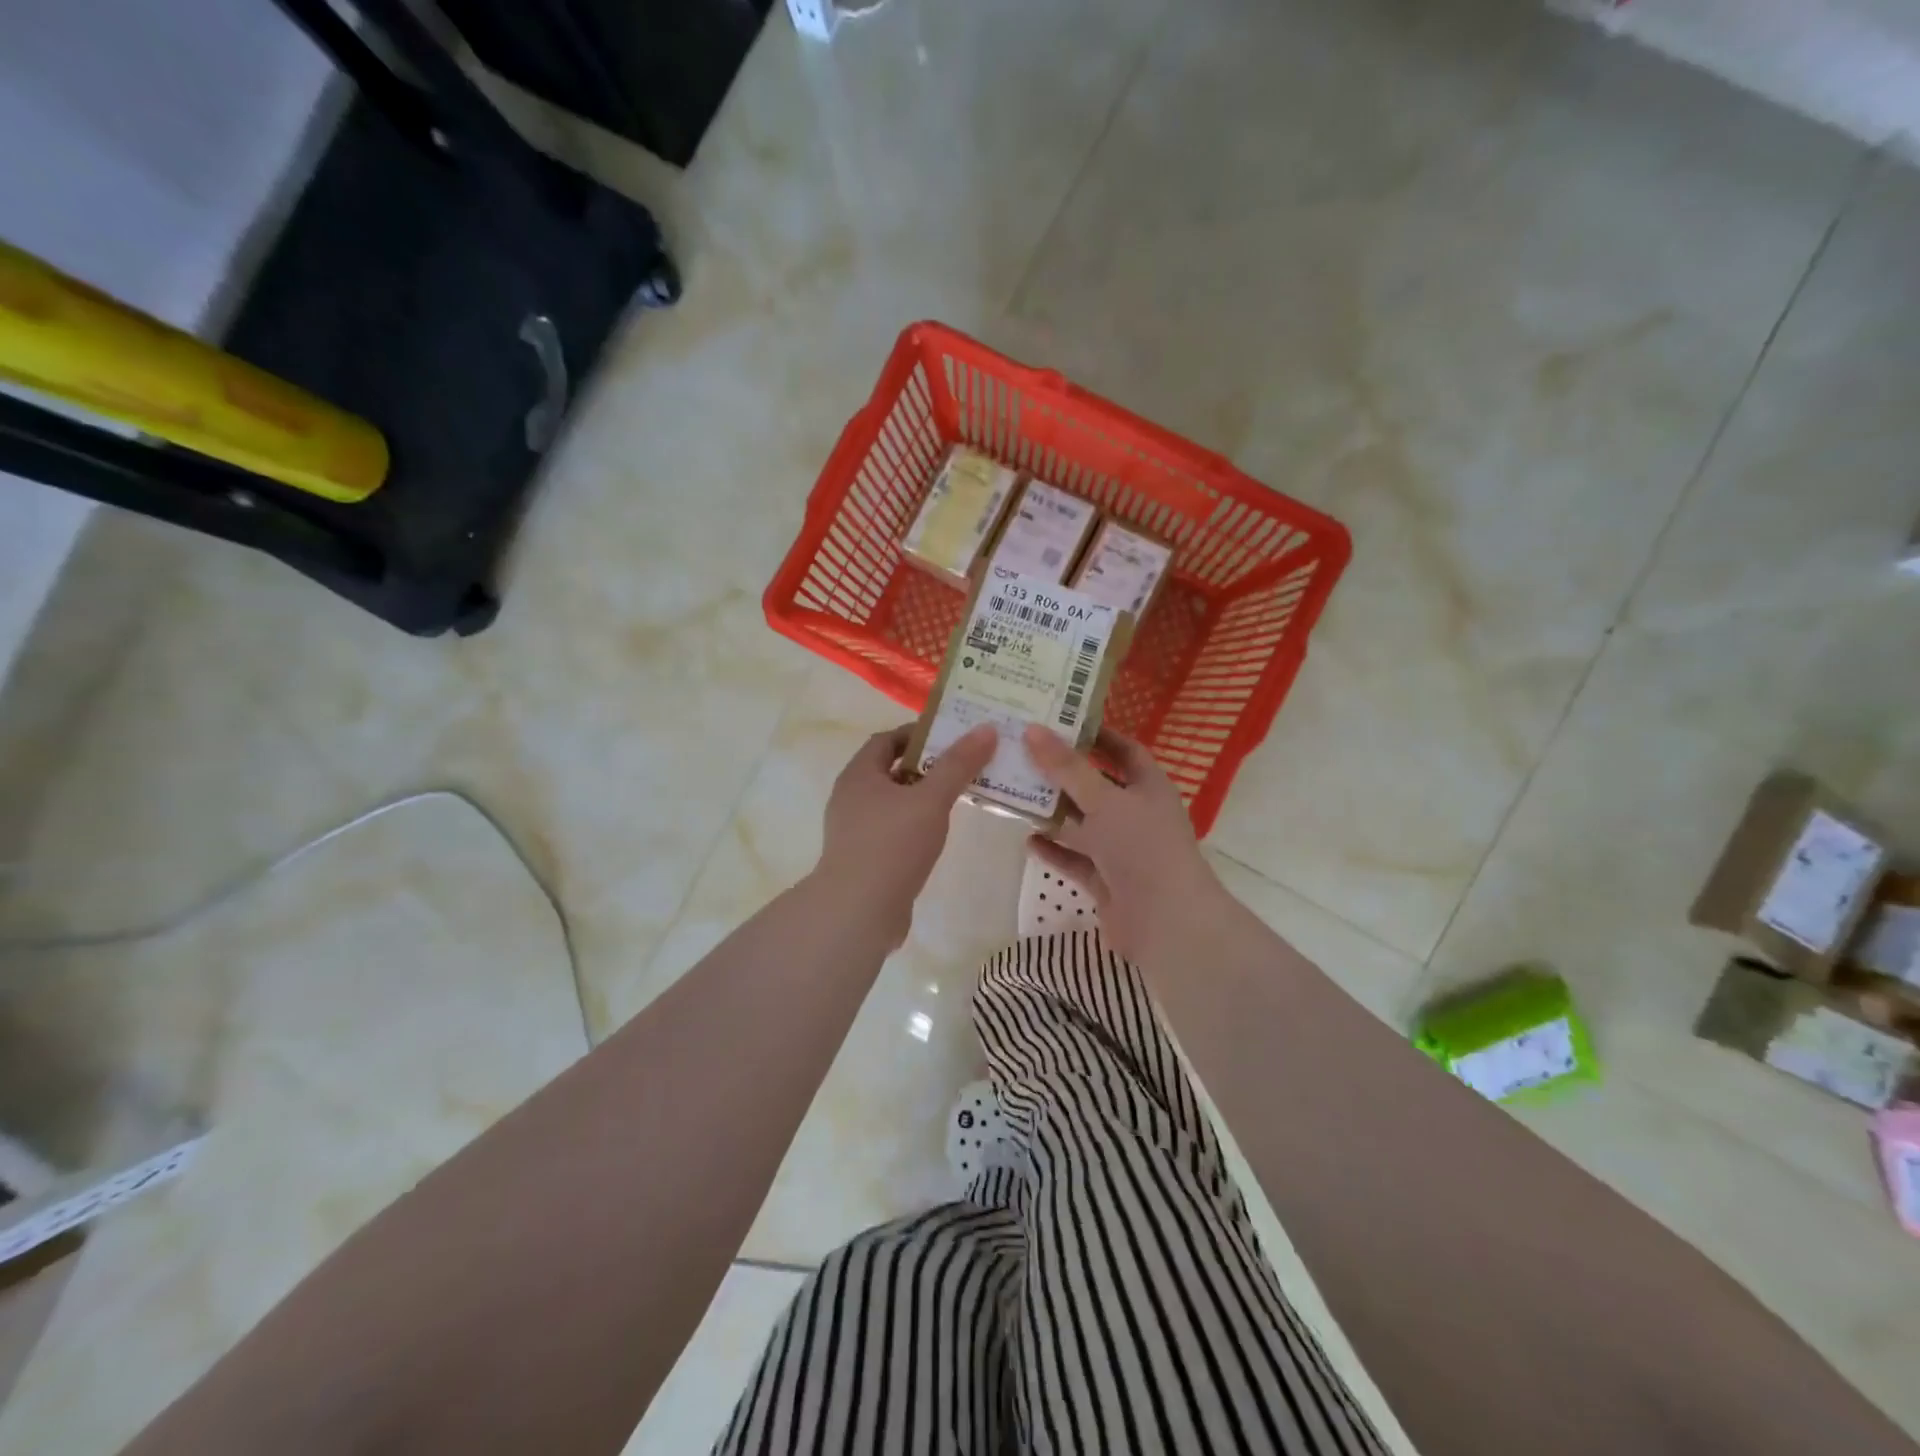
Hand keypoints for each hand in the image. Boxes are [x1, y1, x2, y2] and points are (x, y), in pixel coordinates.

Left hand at [812, 722, 996, 945]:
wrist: (858, 911)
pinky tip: (937, 835)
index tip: (952, 737)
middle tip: (963, 766)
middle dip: (926, 766)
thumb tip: (986, 728)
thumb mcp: (931, 799)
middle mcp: (850, 797)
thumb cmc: (892, 845)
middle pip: (890, 770)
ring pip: (893, 803)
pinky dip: (915, 825)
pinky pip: (892, 830)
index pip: (887, 740)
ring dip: (922, 798)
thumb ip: (958, 765)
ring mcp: (853, 831)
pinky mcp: (863, 859)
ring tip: (958, 798)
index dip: (918, 735)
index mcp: (859, 775)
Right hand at [1022, 724, 1229, 963]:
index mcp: (1148, 787)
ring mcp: (1122, 850)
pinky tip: (1028, 839)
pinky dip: (1055, 849)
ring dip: (1054, 812)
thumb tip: (1033, 730)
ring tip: (1017, 792)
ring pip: (1083, 824)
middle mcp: (1136, 814)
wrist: (1165, 922)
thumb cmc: (1141, 848)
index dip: (1097, 735)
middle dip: (1064, 773)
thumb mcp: (1104, 800)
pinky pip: (1076, 859)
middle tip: (1025, 755)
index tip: (1060, 722)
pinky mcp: (1107, 880)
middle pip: (1097, 786)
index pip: (1124, 751)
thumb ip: (1067, 768)